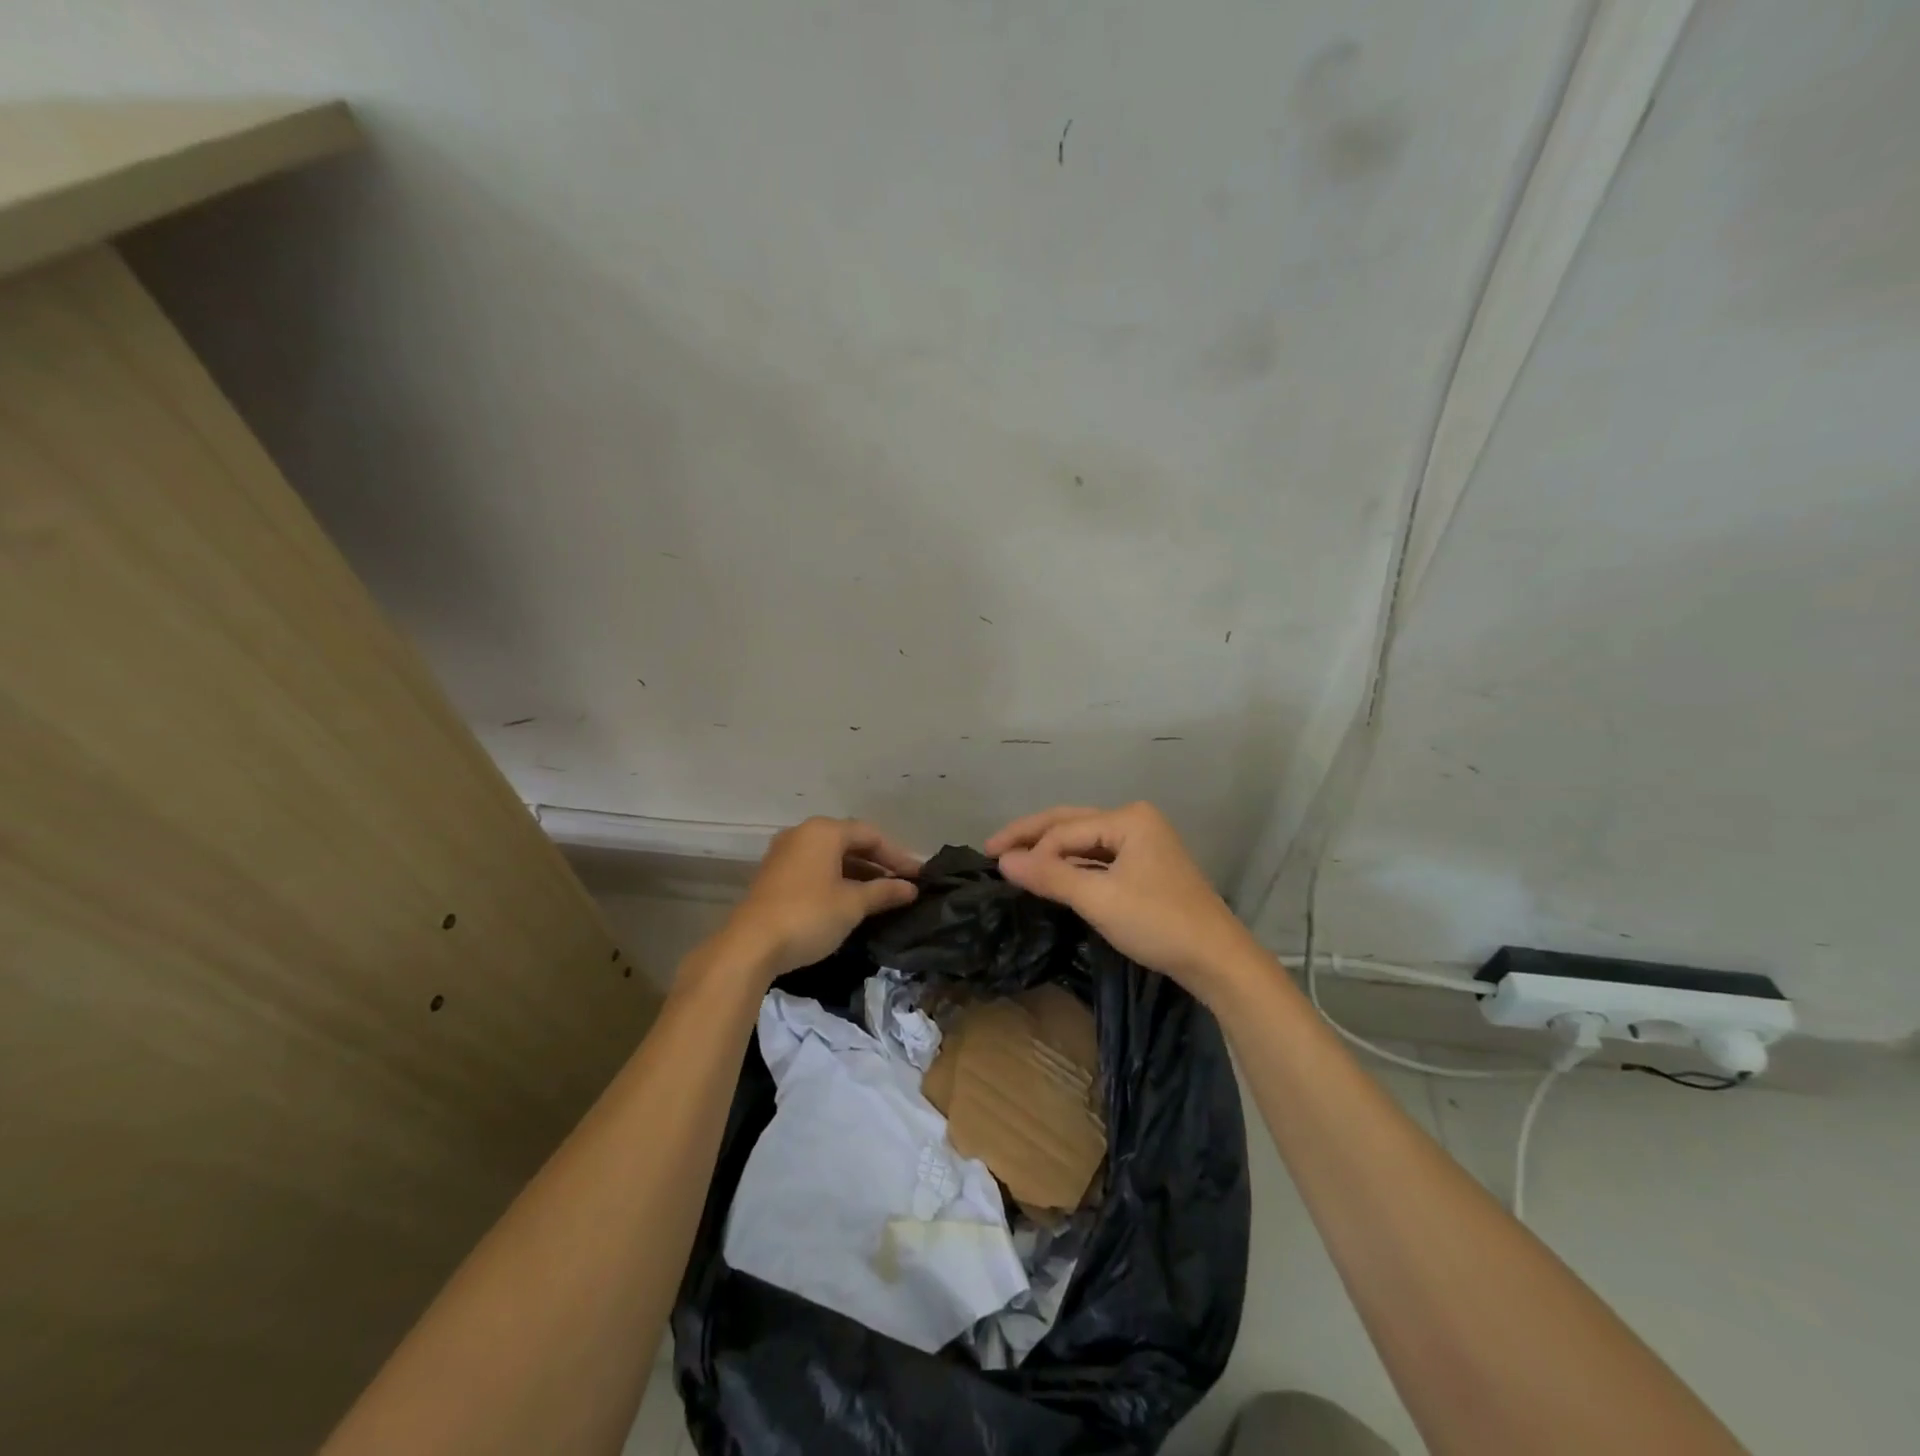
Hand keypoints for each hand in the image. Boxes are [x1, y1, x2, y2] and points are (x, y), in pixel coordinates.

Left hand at [715, 817, 921, 980]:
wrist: (750, 946)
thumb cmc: (809, 915)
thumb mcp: (853, 904)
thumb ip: (884, 892)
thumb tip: (911, 888)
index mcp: (823, 831)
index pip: (870, 835)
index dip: (898, 855)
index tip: (919, 876)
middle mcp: (802, 834)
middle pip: (850, 842)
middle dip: (879, 863)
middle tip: (904, 884)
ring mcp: (784, 854)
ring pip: (831, 857)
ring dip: (858, 873)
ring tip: (882, 895)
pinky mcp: (774, 875)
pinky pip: (815, 869)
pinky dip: (837, 880)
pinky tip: (851, 900)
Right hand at [985, 802, 1261, 1000]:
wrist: (1218, 960)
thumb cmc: (1158, 923)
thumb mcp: (1098, 899)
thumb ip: (1050, 876)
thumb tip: (1003, 861)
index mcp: (1128, 818)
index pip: (1064, 830)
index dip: (1030, 849)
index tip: (996, 868)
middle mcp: (1135, 821)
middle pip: (1071, 824)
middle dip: (1031, 837)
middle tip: (991, 849)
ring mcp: (1144, 843)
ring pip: (1084, 841)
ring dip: (1051, 852)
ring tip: (1015, 862)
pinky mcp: (1147, 867)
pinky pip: (1099, 858)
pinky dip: (1073, 866)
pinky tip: (1053, 876)